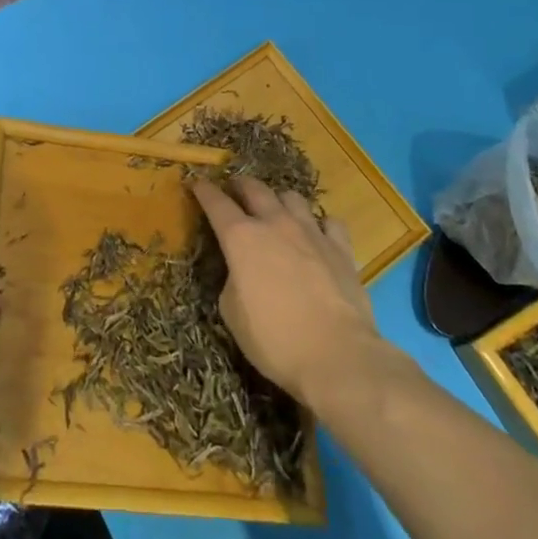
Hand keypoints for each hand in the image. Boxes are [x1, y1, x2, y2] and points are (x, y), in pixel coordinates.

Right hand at [192, 178, 402, 410]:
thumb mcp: (232, 314)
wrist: (338, 356)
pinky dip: (320, 225)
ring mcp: (311, 232)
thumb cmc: (275, 340)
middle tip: (234, 189)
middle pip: (254, 188)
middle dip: (240, 185)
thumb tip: (240, 272)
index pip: (216, 203)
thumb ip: (231, 281)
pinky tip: (318, 236)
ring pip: (292, 197)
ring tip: (277, 211)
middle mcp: (275, 223)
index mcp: (241, 237)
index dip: (203, 190)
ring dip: (279, 200)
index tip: (196, 182)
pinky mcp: (341, 249)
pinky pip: (330, 222)